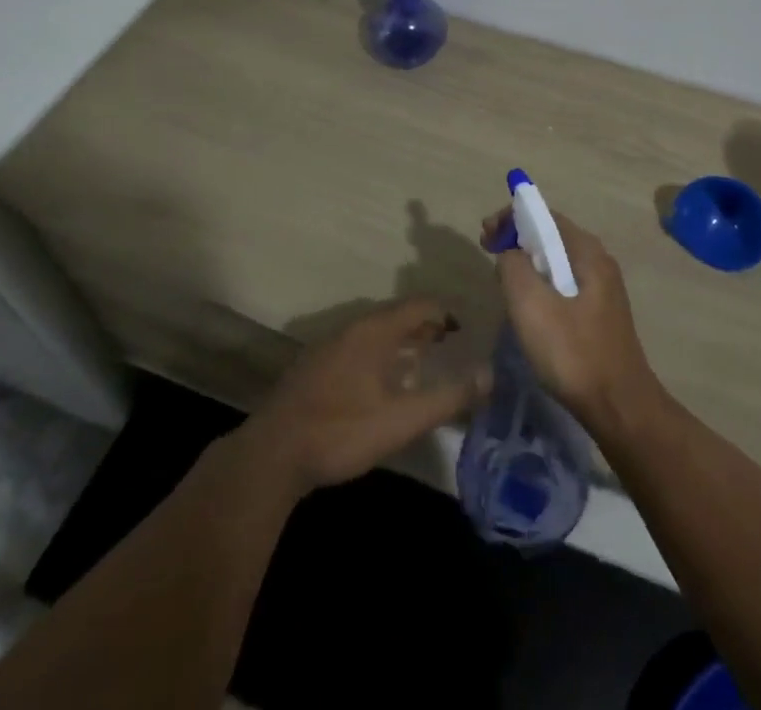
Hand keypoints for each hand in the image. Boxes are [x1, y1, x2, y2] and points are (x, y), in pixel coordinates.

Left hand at [244, 298, 490, 493]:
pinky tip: (384, 384)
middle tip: (451, 348)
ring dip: (403, 341)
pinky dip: (381, 353)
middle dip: (427, 327)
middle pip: (398, 314)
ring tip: (424, 364)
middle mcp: (353, 326)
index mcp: (376, 329)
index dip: (447, 314)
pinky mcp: (315, 365)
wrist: (271, 455)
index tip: (468, 333)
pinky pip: (359, 345)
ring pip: (377, 331)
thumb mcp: (402, 420)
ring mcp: (330, 344)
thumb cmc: (342, 431)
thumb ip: (447, 397)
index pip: (421, 304)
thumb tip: (489, 375)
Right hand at [482, 209, 664, 439]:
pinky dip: (540, 283)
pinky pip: (563, 284)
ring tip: (502, 280)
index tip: (485, 236)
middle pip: (551, 236)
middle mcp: (598, 261)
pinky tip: (528, 307)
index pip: (544, 215)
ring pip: (556, 262)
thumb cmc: (572, 352)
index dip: (511, 218)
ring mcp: (602, 289)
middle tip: (488, 253)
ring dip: (527, 263)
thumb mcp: (531, 305)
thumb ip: (513, 266)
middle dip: (517, 239)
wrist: (618, 407)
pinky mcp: (599, 313)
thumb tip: (509, 252)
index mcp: (587, 251)